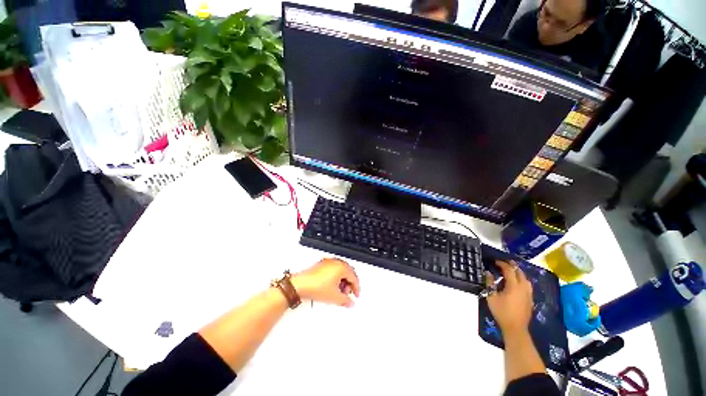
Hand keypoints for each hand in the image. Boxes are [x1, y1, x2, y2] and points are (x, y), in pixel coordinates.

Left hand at [291, 258, 360, 306]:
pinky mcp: (321, 264)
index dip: (356, 288)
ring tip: (339, 292)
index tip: (355, 295)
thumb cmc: (315, 286)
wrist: (300, 285)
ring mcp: (328, 262)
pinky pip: (333, 269)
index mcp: (341, 266)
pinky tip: (331, 286)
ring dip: (342, 281)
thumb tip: (350, 303)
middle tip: (348, 294)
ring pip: (341, 271)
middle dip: (349, 284)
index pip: (354, 277)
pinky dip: (335, 277)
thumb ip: (346, 300)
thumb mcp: (334, 297)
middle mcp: (336, 262)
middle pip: (348, 272)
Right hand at [485, 260, 532, 335]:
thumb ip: (490, 283)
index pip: (509, 270)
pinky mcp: (530, 299)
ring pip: (526, 279)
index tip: (495, 261)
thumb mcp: (491, 297)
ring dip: (519, 272)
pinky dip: (522, 280)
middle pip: (520, 272)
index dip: (502, 264)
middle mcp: (523, 288)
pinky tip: (518, 282)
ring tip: (512, 270)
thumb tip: (488, 273)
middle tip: (504, 262)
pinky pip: (528, 285)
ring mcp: (528, 294)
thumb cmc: (502, 312)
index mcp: (514, 286)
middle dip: (512, 266)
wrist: (515, 328)